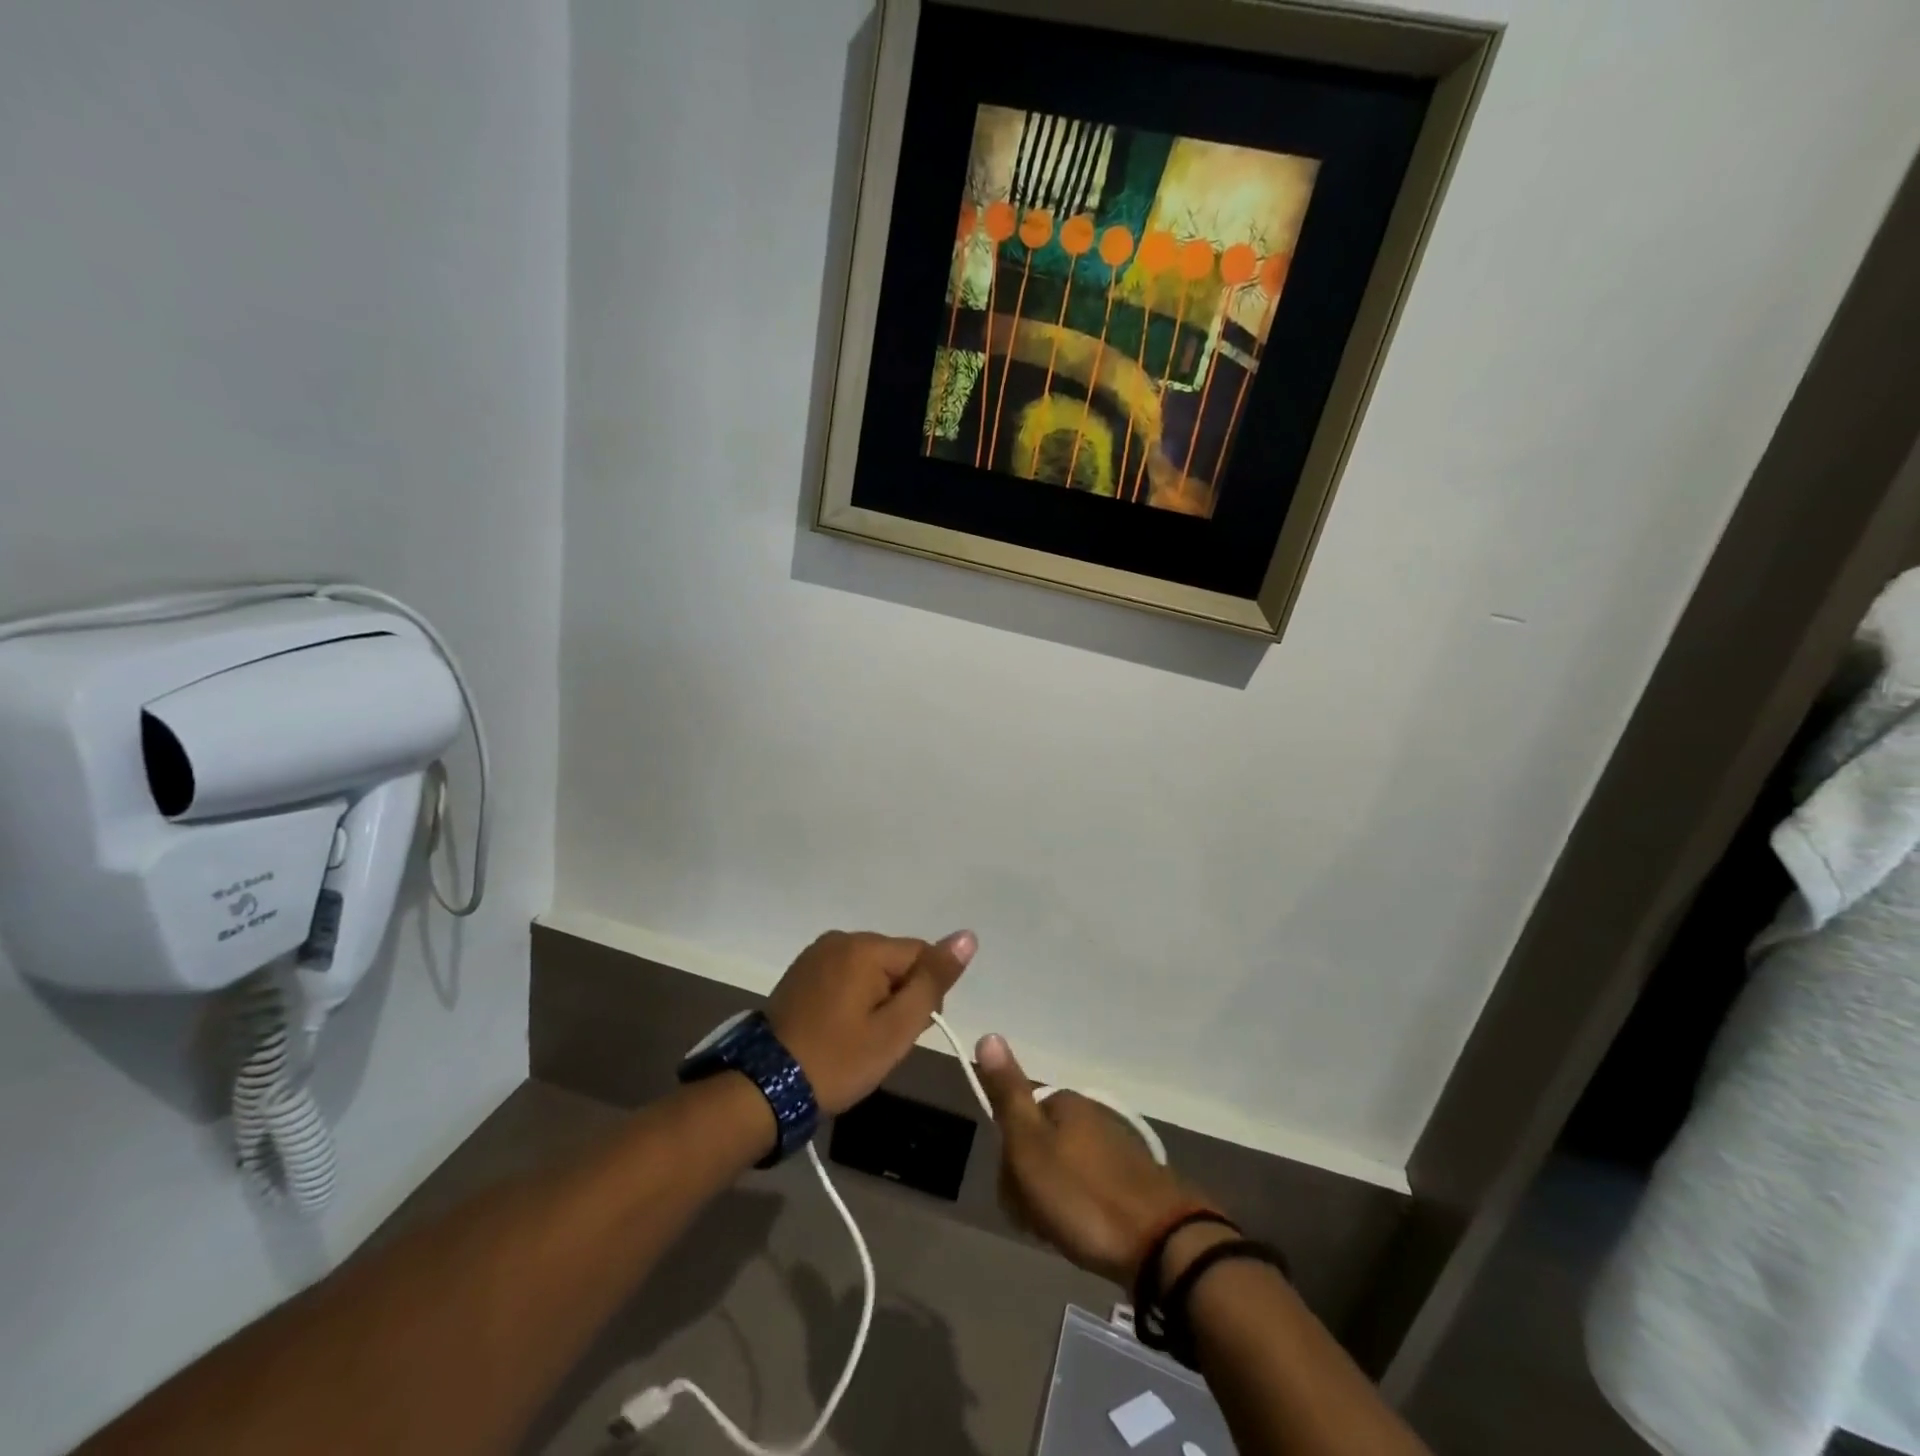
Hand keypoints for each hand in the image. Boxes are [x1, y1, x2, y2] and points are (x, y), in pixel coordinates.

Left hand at [766, 929, 974, 1114]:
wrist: (765, 1088)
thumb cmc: (838, 1060)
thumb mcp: (895, 1028)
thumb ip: (933, 981)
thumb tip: (967, 936)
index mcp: (864, 947)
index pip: (922, 954)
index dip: (927, 994)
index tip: (910, 1031)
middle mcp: (840, 938)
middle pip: (895, 960)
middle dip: (901, 995)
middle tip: (884, 1041)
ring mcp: (816, 954)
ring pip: (870, 970)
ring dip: (877, 999)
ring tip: (861, 1040)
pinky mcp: (801, 971)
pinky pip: (845, 976)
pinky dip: (853, 999)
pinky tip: (841, 1030)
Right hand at [976, 1033, 1214, 1286]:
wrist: (1160, 1243)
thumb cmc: (1082, 1195)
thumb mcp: (1030, 1145)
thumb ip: (1008, 1094)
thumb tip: (988, 1034)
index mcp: (1064, 1102)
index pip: (1016, 1118)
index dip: (1008, 1158)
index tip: (1015, 1191)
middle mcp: (1091, 1113)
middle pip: (1039, 1144)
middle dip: (1029, 1181)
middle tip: (1037, 1217)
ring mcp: (1115, 1146)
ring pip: (1062, 1168)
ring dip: (1053, 1199)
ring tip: (1061, 1231)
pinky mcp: (1134, 1180)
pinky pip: (1088, 1187)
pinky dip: (1080, 1208)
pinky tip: (1085, 1232)